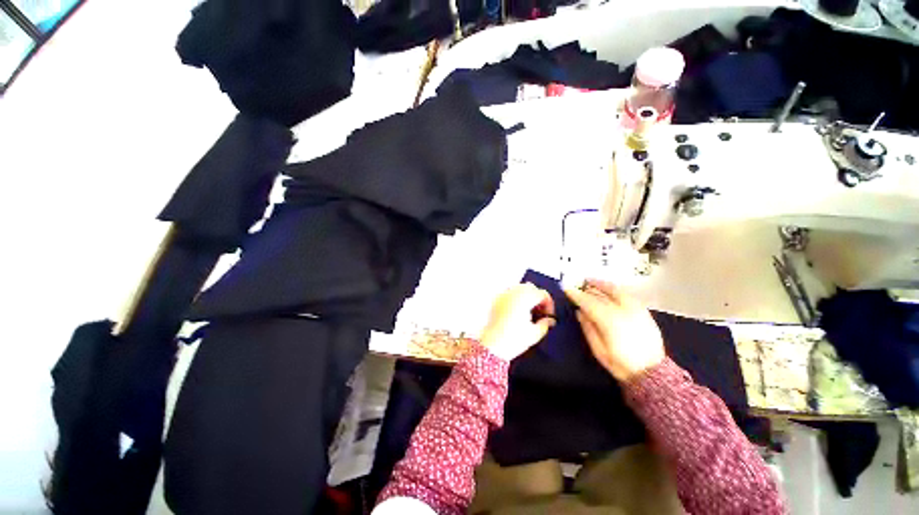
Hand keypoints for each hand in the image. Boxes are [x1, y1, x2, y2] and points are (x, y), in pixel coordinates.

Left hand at [479, 284, 554, 360]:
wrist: (492, 345)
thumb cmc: (513, 339)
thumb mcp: (534, 334)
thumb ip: (545, 324)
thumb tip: (549, 320)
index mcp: (525, 298)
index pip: (542, 294)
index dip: (549, 304)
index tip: (549, 315)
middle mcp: (513, 292)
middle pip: (530, 288)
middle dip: (537, 298)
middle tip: (540, 312)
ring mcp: (503, 294)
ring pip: (519, 288)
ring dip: (526, 296)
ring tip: (528, 311)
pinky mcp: (495, 299)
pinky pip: (508, 293)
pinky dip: (515, 298)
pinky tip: (516, 310)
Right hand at [564, 280, 663, 381]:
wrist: (652, 373)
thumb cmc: (621, 364)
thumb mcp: (599, 350)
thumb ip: (588, 328)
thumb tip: (580, 312)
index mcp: (609, 321)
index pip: (589, 302)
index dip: (576, 295)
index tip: (567, 289)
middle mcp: (623, 311)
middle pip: (602, 294)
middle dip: (588, 288)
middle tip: (579, 285)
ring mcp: (636, 310)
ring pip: (617, 291)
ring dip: (603, 285)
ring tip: (593, 282)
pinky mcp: (645, 312)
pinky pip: (628, 295)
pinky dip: (616, 290)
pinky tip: (611, 290)